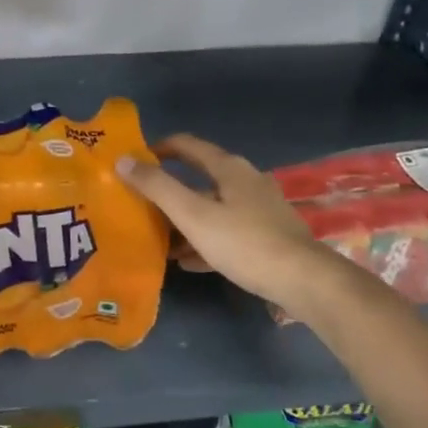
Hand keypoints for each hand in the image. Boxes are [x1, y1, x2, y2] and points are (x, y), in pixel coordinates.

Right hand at [118, 133, 341, 310]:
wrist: (305, 282)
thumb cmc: (244, 242)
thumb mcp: (193, 214)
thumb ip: (157, 187)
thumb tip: (123, 159)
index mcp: (228, 168)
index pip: (187, 145)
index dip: (158, 148)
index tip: (134, 161)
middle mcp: (246, 181)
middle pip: (199, 177)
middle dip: (169, 189)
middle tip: (142, 202)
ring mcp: (260, 209)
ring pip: (213, 206)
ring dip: (186, 218)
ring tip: (159, 237)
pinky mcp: (269, 236)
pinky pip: (227, 231)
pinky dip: (205, 239)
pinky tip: (188, 261)